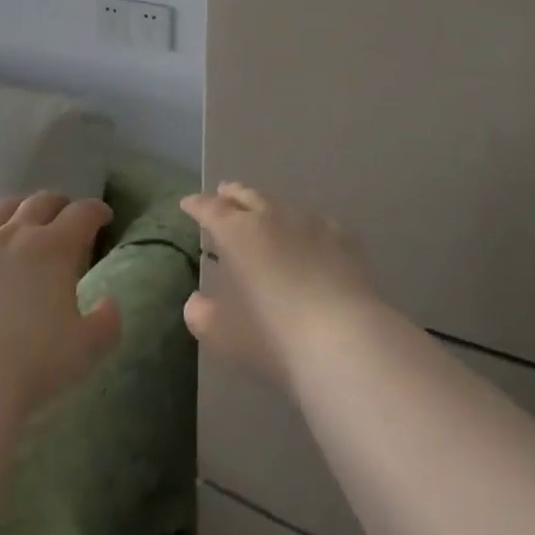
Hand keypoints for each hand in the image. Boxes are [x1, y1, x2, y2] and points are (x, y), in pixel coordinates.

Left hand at [0, 192, 122, 410]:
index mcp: (55, 248)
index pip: (83, 214)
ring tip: (21, 220)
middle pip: (41, 202)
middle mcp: (16, 233)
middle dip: (58, 204)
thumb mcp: (85, 350)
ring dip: (17, 209)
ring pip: (0, 210)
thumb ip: (105, 324)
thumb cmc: (32, 362)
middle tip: (65, 216)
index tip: (103, 217)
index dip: (96, 211)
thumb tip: (111, 304)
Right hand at [182, 183, 382, 393]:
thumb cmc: (274, 338)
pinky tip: (309, 234)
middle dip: (231, 194)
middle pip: (247, 196)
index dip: (197, 205)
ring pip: (281, 204)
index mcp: (237, 233)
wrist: (346, 341)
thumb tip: (196, 302)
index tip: (188, 204)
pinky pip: (317, 222)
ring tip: (263, 212)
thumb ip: (202, 315)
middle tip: (222, 193)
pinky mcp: (343, 240)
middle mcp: (271, 218)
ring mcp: (311, 225)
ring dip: (266, 206)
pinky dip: (304, 225)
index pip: (210, 209)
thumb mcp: (224, 335)